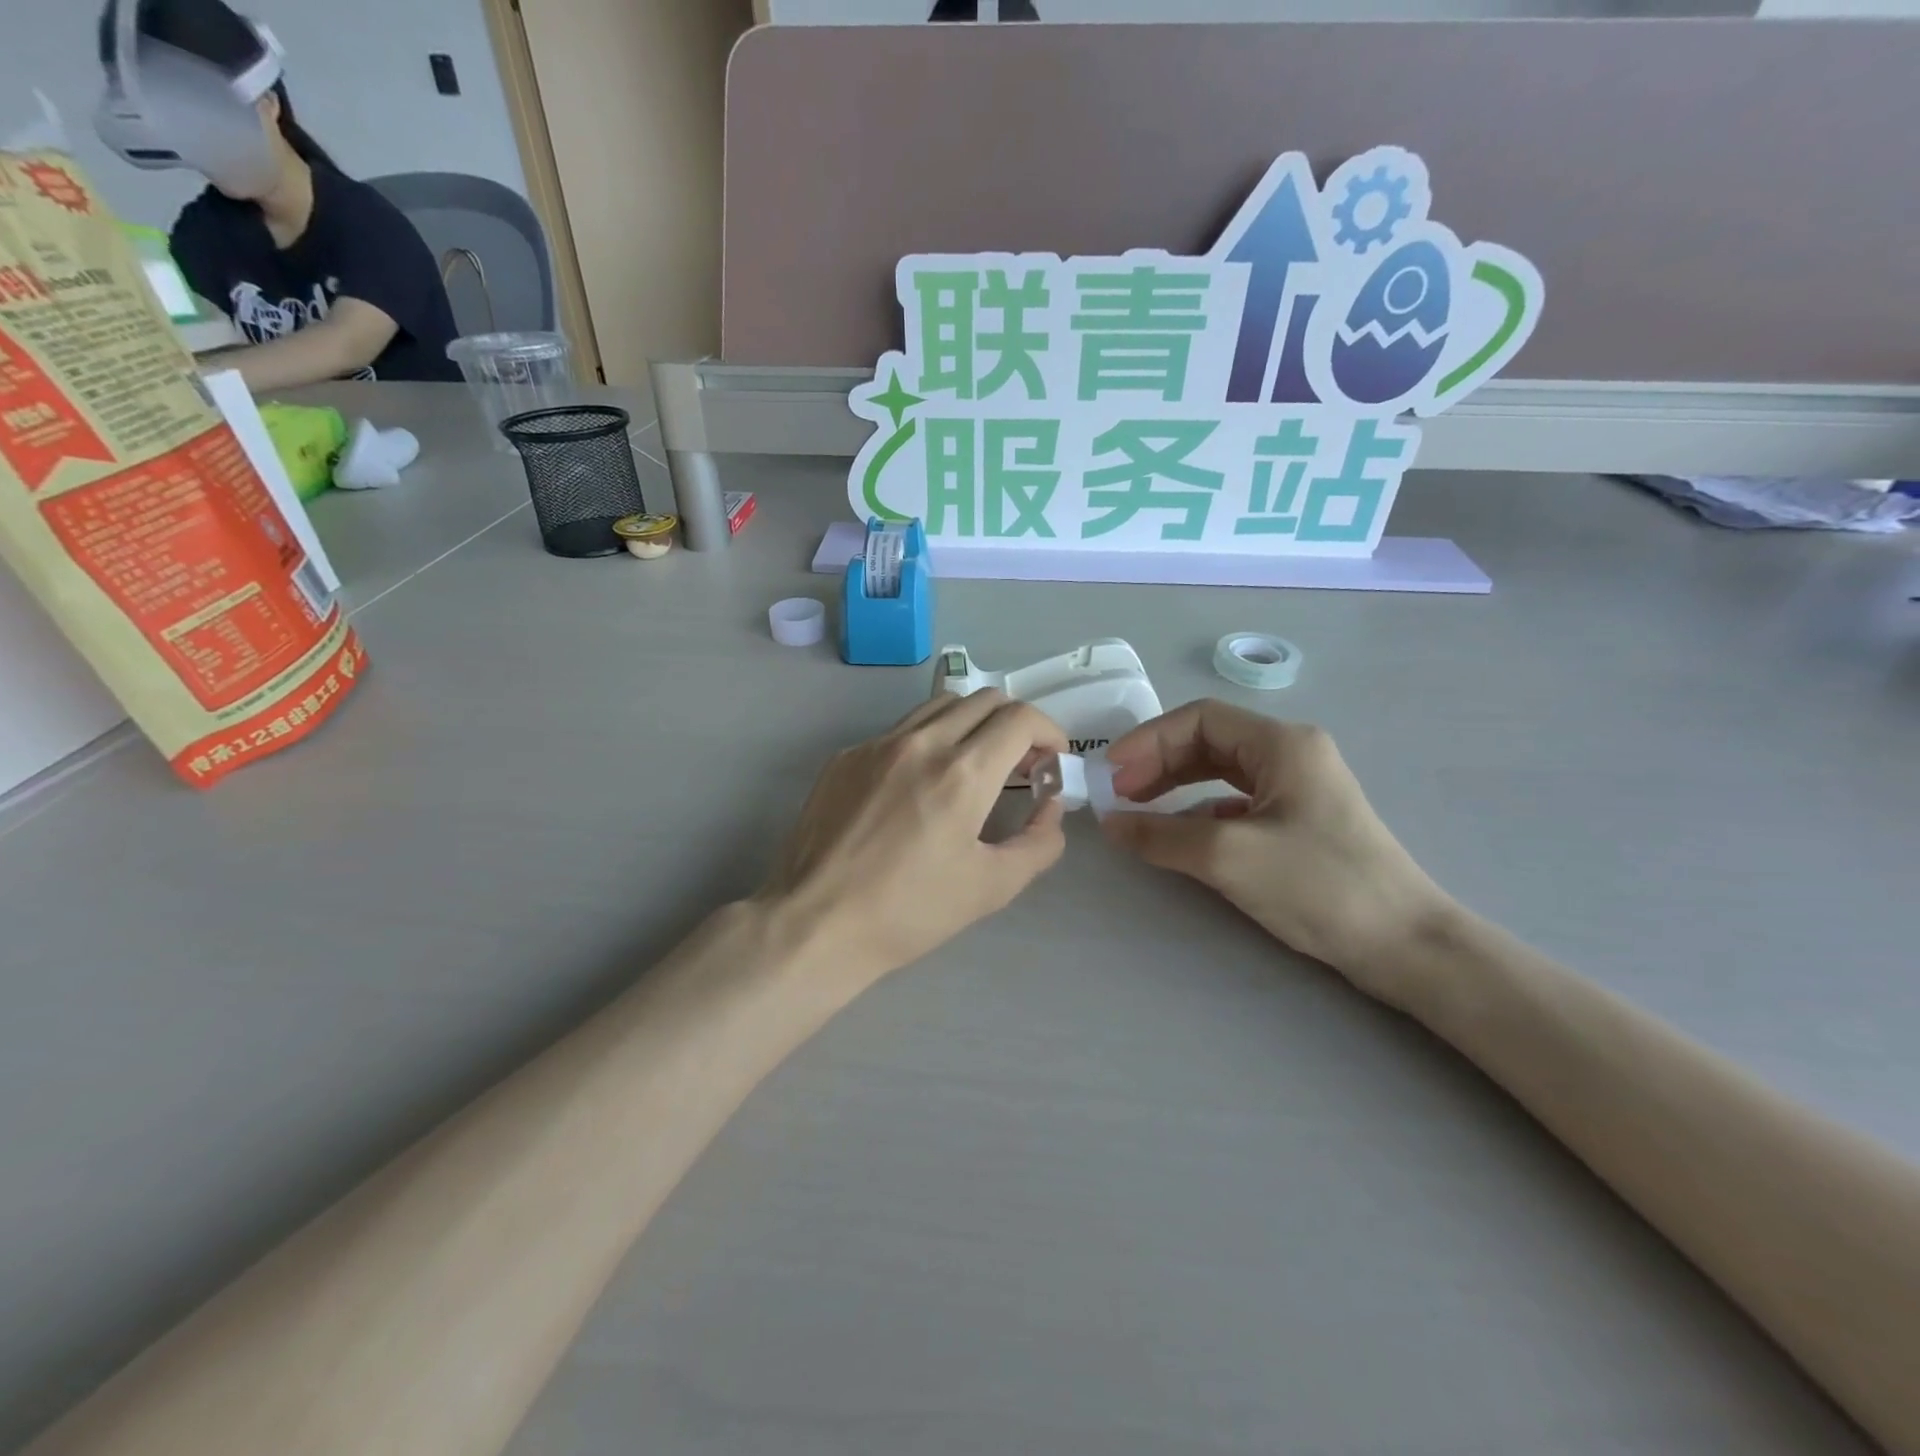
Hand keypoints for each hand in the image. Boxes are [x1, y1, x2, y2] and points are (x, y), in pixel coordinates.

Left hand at [756, 691, 1068, 983]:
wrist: (816, 923)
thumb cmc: (909, 911)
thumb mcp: (992, 887)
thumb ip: (1039, 842)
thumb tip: (1050, 807)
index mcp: (962, 773)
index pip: (1020, 718)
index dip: (1048, 732)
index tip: (1051, 760)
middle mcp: (921, 743)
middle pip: (985, 699)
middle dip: (1015, 724)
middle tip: (1020, 764)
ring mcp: (877, 744)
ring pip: (941, 705)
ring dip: (973, 723)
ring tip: (974, 764)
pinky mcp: (846, 756)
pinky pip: (901, 730)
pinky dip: (928, 741)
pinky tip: (919, 784)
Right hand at [1100, 700, 1453, 1002]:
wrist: (1406, 945)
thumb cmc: (1319, 885)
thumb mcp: (1228, 856)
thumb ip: (1161, 834)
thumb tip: (1110, 823)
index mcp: (1282, 743)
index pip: (1199, 719)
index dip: (1149, 741)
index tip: (1113, 774)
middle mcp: (1292, 754)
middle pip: (1209, 741)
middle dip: (1159, 762)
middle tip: (1120, 794)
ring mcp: (1299, 788)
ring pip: (1221, 772)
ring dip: (1176, 785)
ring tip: (1139, 809)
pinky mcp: (1300, 821)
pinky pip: (1236, 802)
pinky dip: (1200, 810)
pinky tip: (1180, 834)